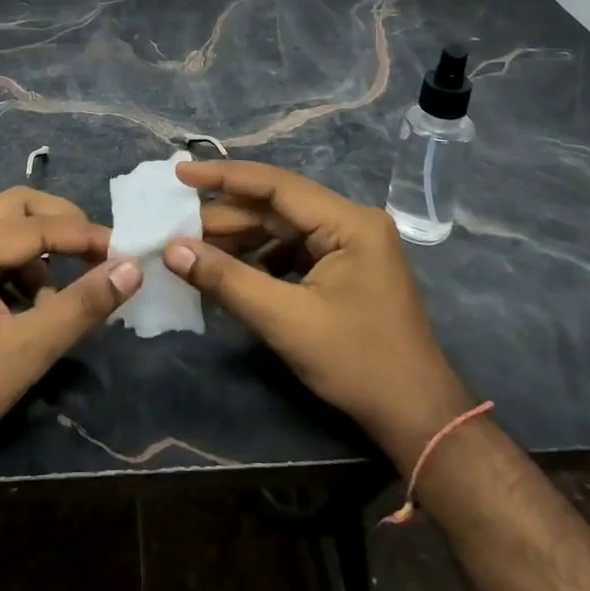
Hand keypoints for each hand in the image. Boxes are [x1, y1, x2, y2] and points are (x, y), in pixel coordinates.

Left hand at [0, 187, 141, 468]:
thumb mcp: (30, 348)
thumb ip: (82, 305)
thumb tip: (131, 270)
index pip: (37, 225)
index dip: (84, 236)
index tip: (124, 250)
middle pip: (18, 207)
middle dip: (61, 225)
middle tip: (95, 252)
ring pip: (4, 229)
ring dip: (39, 251)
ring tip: (57, 299)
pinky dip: (18, 268)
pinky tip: (30, 309)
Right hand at [165, 160, 472, 466]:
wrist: (417, 416)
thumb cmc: (357, 363)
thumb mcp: (285, 320)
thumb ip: (227, 280)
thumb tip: (172, 250)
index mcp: (348, 221)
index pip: (276, 185)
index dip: (224, 178)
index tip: (180, 175)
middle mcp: (351, 222)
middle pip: (277, 208)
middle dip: (227, 218)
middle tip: (177, 228)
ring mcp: (350, 245)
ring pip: (282, 230)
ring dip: (240, 240)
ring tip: (195, 251)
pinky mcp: (345, 268)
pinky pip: (293, 251)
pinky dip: (260, 260)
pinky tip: (229, 272)